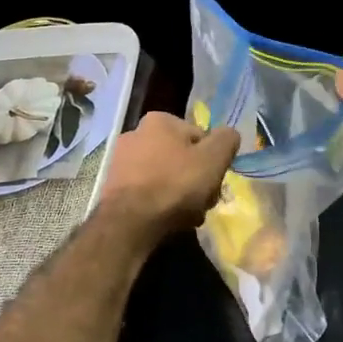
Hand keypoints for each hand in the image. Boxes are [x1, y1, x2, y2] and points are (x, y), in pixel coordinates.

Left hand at [101, 113, 240, 235]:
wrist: (130, 221)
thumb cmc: (175, 183)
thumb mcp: (214, 158)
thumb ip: (227, 140)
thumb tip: (229, 135)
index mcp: (160, 120)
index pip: (200, 137)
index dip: (213, 160)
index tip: (215, 180)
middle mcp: (136, 133)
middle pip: (181, 158)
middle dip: (196, 179)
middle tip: (204, 201)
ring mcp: (121, 161)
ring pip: (166, 176)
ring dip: (181, 194)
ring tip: (189, 215)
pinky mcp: (113, 187)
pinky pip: (148, 192)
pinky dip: (160, 203)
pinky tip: (169, 220)